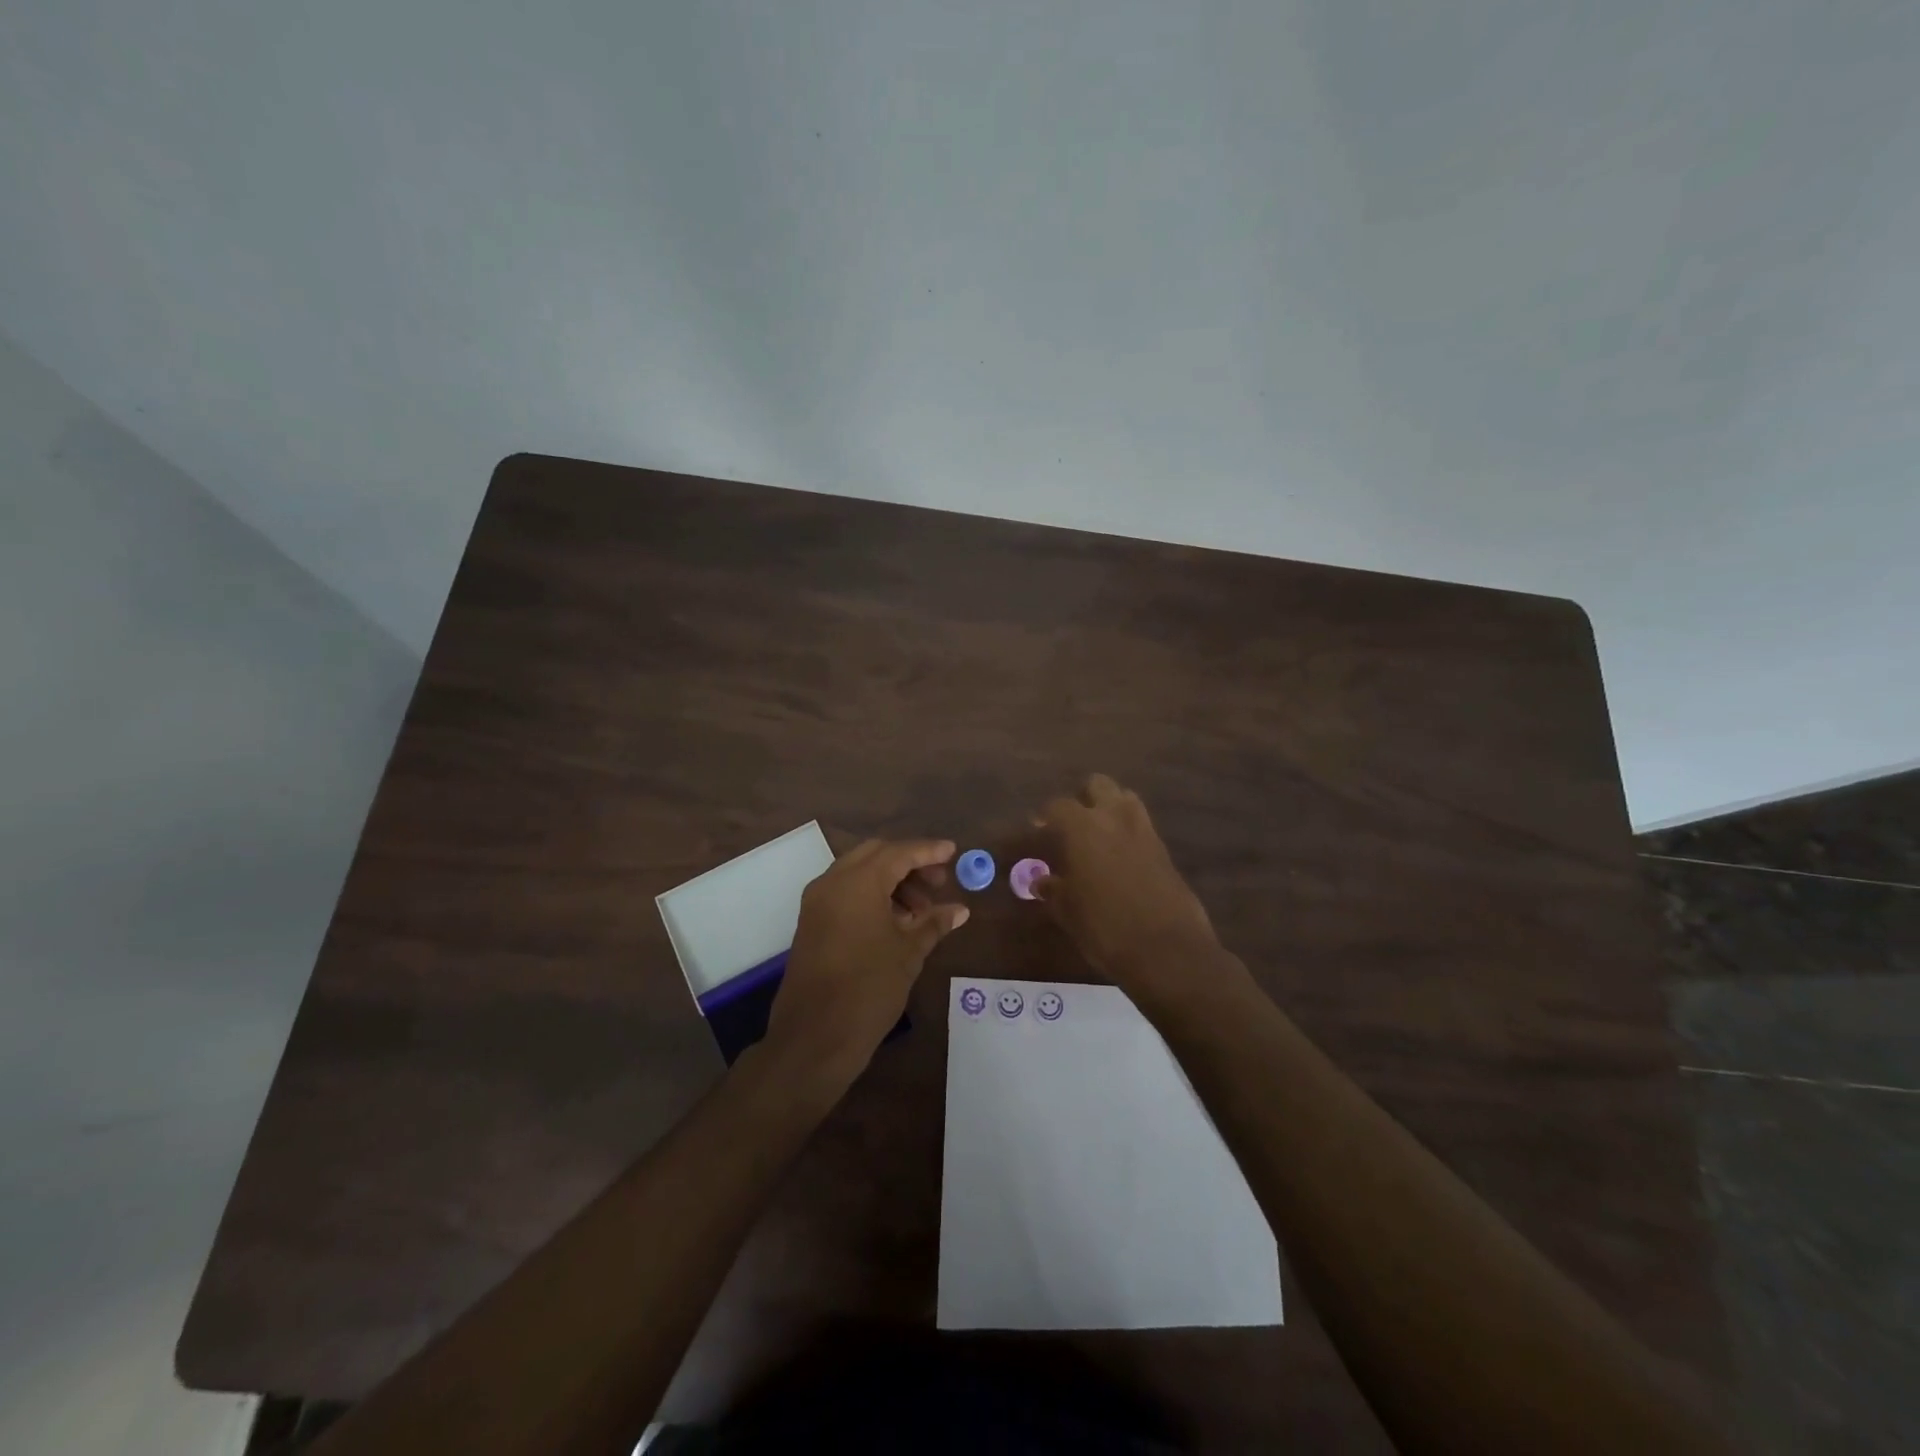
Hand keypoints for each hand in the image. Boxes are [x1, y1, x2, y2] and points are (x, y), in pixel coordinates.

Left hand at [766, 837, 969, 1086]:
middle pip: (876, 855)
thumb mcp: (909, 953)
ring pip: (859, 873)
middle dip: (909, 863)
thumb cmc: (868, 989)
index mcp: (857, 883)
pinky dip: (872, 896)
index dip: (928, 851)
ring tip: (921, 910)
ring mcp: (817, 902)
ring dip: (891, 881)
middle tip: (938, 883)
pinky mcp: (811, 922)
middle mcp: (832, 882)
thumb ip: (933, 923)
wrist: (814, 1037)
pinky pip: (846, 893)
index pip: (899, 853)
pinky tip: (896, 921)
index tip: (953, 852)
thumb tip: (959, 909)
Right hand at [1035, 775, 1222, 1000]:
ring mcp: (1144, 832)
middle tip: (1070, 825)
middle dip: (1082, 798)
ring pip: (1125, 799)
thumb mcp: (1069, 913)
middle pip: (1097, 785)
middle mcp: (1114, 819)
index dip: (1044, 816)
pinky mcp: (1165, 850)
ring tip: (1097, 835)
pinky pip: (1142, 826)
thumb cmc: (1105, 929)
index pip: (1057, 806)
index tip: (1037, 829)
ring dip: (1110, 808)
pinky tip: (1119, 858)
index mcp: (1083, 828)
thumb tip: (1041, 882)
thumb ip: (1053, 891)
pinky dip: (1128, 832)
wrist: (1168, 951)